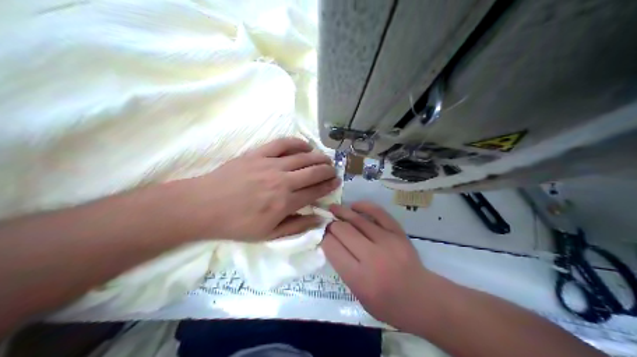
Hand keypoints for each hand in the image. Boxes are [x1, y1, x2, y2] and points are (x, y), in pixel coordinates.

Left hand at [167, 139, 337, 241]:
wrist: (205, 206)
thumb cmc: (237, 224)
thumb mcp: (268, 235)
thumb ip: (296, 227)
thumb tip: (319, 219)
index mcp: (286, 202)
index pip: (315, 191)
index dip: (329, 186)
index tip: (336, 182)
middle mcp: (283, 181)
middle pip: (313, 172)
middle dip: (327, 170)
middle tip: (333, 170)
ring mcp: (270, 165)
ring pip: (302, 157)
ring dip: (318, 157)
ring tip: (325, 158)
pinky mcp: (258, 154)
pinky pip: (282, 144)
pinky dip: (297, 143)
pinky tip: (305, 145)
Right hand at [325, 202, 432, 327]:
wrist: (422, 299)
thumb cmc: (388, 304)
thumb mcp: (359, 295)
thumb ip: (344, 270)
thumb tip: (333, 244)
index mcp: (359, 278)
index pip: (332, 248)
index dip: (323, 238)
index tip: (320, 235)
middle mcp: (372, 257)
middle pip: (343, 231)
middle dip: (331, 225)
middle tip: (326, 223)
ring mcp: (387, 242)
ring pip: (358, 220)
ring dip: (342, 212)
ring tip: (333, 209)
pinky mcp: (398, 233)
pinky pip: (379, 213)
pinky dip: (365, 206)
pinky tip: (354, 206)